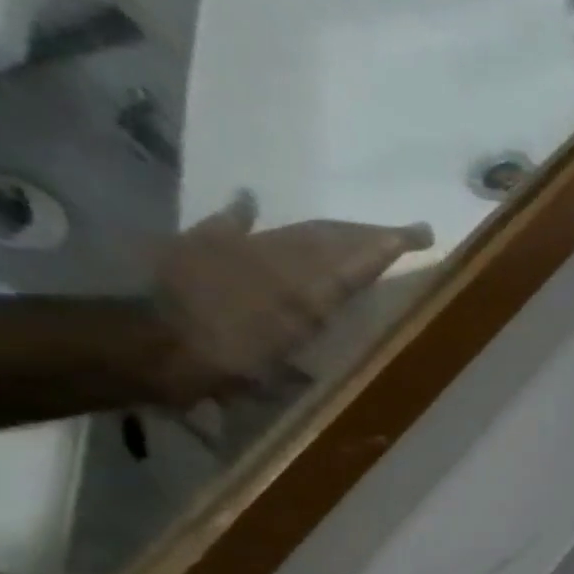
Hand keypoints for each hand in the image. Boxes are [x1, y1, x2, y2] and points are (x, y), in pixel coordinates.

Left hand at [146, 192, 433, 404]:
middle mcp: (283, 263)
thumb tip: (322, 363)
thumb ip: (307, 353)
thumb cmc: (226, 367)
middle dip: (369, 234)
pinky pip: (233, 223)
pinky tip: (252, 200)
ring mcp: (244, 250)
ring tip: (353, 231)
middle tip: (401, 232)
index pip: (358, 262)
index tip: (422, 235)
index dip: (389, 246)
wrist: (150, 344)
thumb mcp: (280, 373)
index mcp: (308, 294)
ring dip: (331, 230)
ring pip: (298, 232)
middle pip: (332, 238)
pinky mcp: (204, 244)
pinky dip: (245, 213)